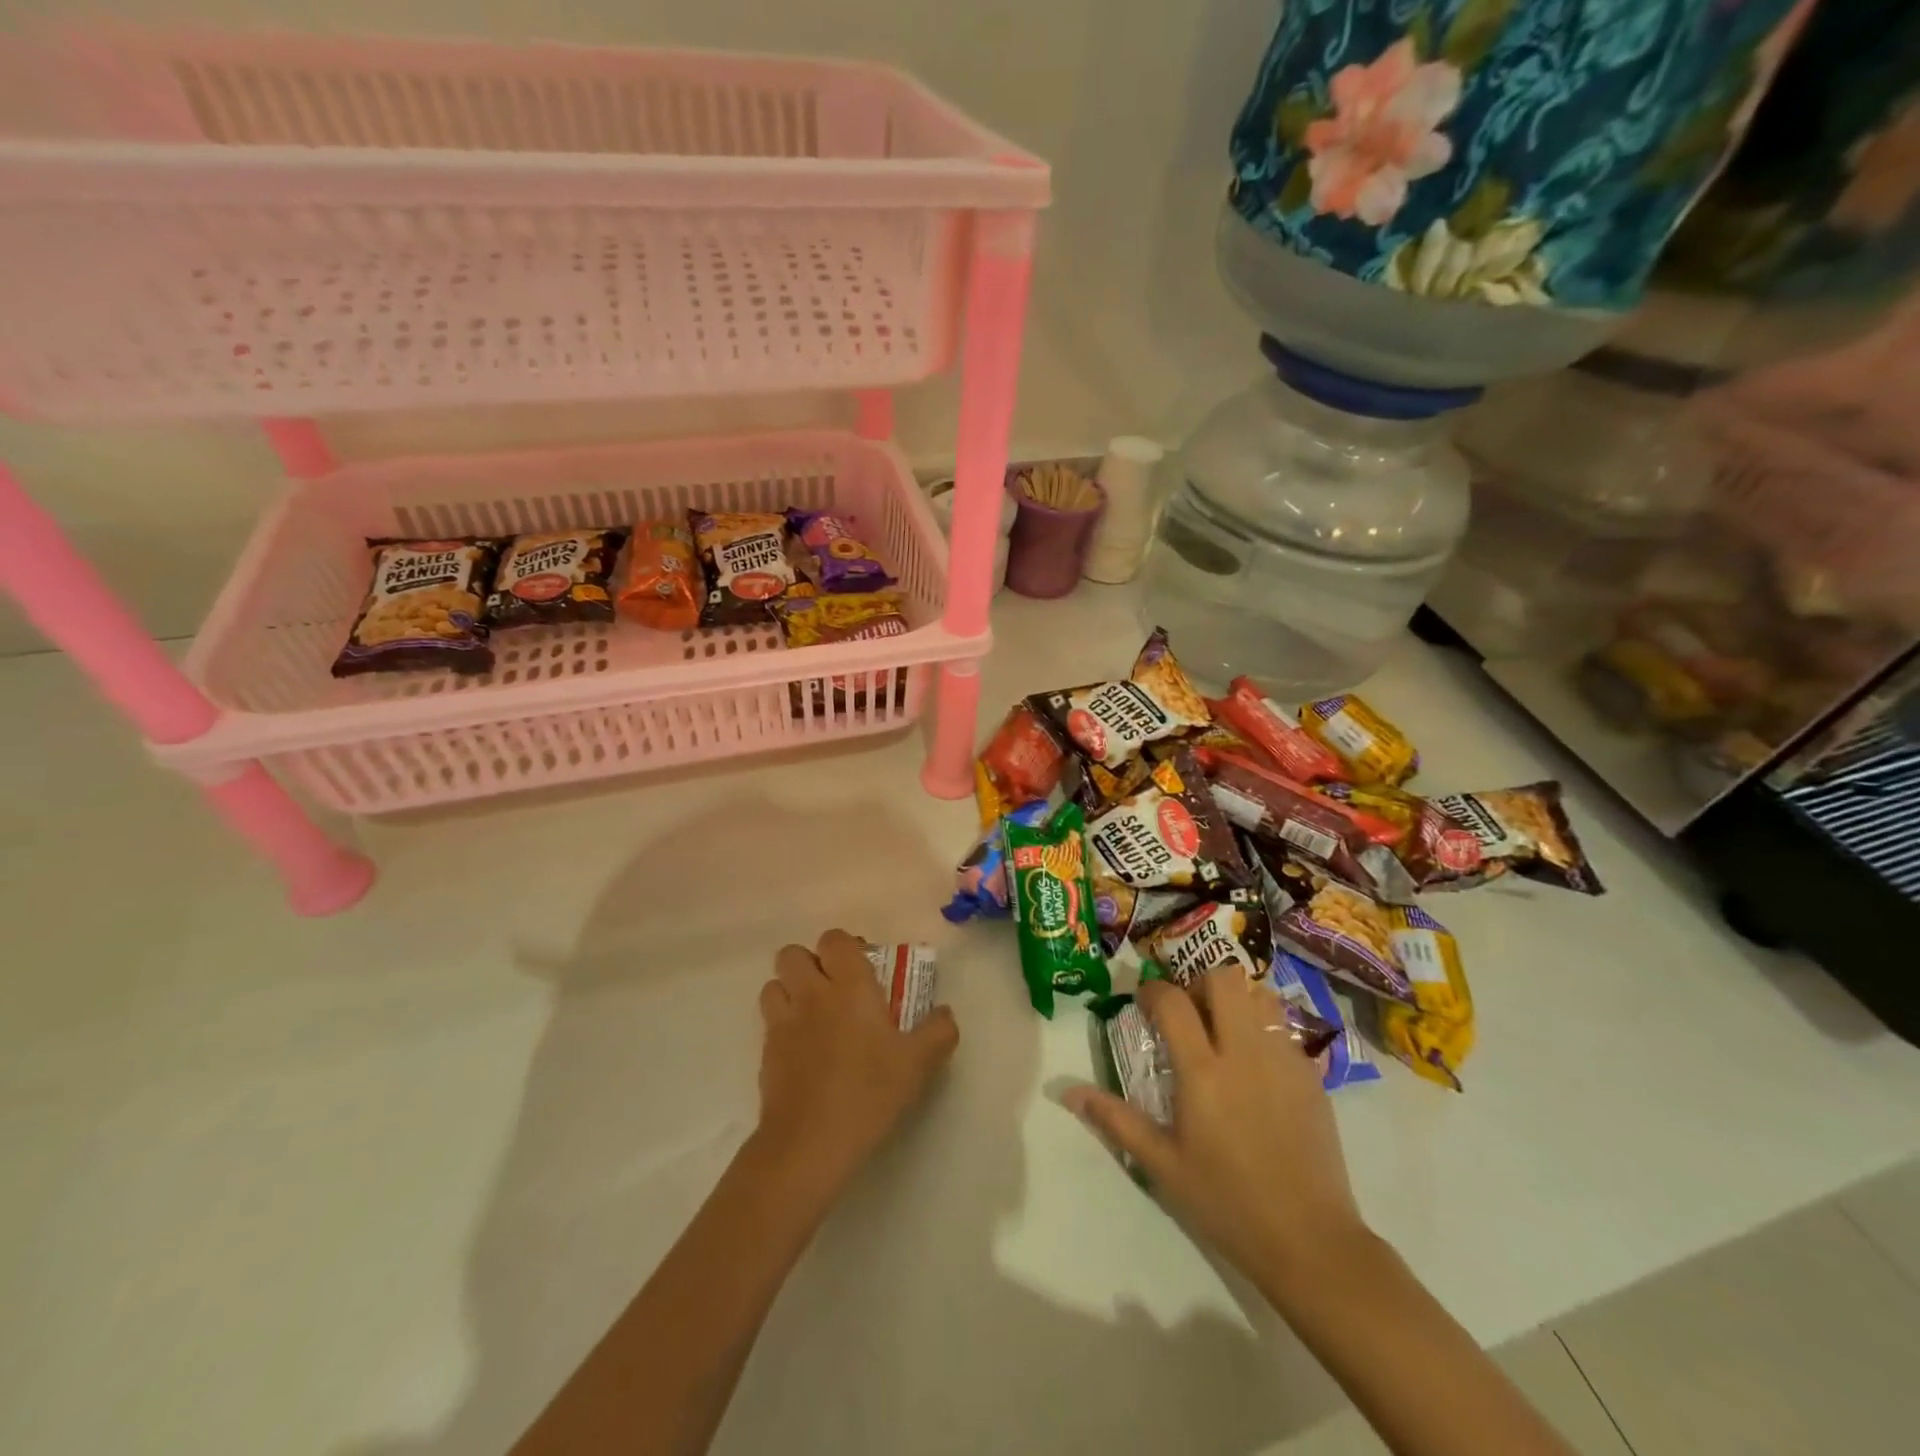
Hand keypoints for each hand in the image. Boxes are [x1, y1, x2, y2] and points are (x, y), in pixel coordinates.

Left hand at [752, 930, 958, 1205]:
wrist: (809, 1142)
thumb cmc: (868, 1092)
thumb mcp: (918, 1064)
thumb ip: (938, 1031)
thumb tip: (945, 1013)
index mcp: (849, 986)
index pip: (834, 939)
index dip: (845, 947)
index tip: (863, 969)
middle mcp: (811, 994)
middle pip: (793, 953)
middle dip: (810, 963)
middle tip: (834, 989)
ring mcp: (783, 1022)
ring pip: (774, 984)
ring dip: (790, 991)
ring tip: (813, 1015)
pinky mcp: (765, 1053)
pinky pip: (769, 1023)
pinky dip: (783, 1026)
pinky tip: (804, 1052)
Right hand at [1065, 974, 1366, 1304]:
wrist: (1309, 1241)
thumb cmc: (1226, 1202)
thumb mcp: (1162, 1165)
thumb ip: (1115, 1120)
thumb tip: (1067, 1092)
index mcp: (1203, 1071)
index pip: (1172, 1001)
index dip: (1152, 991)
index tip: (1144, 1002)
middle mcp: (1244, 1052)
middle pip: (1223, 979)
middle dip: (1199, 983)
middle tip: (1189, 1012)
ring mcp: (1283, 1059)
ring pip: (1259, 995)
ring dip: (1236, 999)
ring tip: (1224, 1028)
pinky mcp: (1311, 1075)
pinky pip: (1283, 1028)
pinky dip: (1263, 1029)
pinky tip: (1256, 1065)